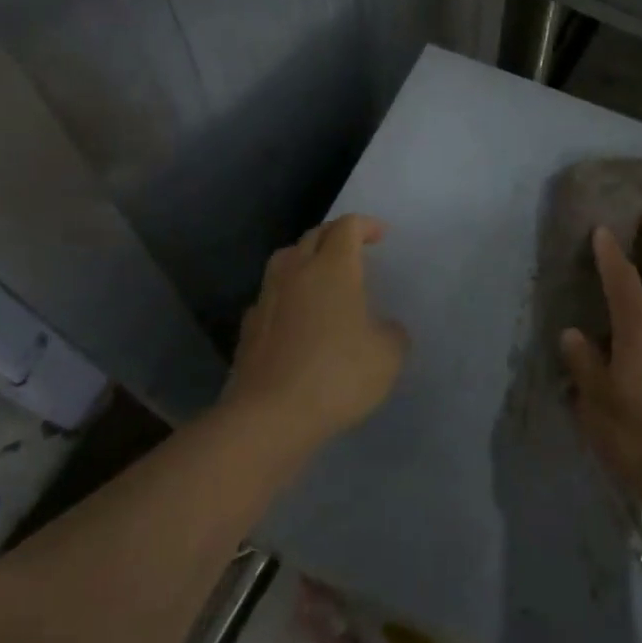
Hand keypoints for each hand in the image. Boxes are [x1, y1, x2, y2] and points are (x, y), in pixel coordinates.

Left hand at [222, 214, 406, 454]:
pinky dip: (286, 295)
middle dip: (335, 236)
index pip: (347, 227)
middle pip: (313, 237)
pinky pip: (270, 297)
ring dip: (305, 259)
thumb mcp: (387, 356)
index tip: (380, 235)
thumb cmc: (337, 376)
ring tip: (320, 275)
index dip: (365, 225)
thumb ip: (392, 334)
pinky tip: (295, 316)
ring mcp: (267, 299)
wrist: (270, 417)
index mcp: (332, 269)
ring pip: (284, 261)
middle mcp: (296, 273)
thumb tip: (385, 329)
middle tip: (352, 249)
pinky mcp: (249, 328)